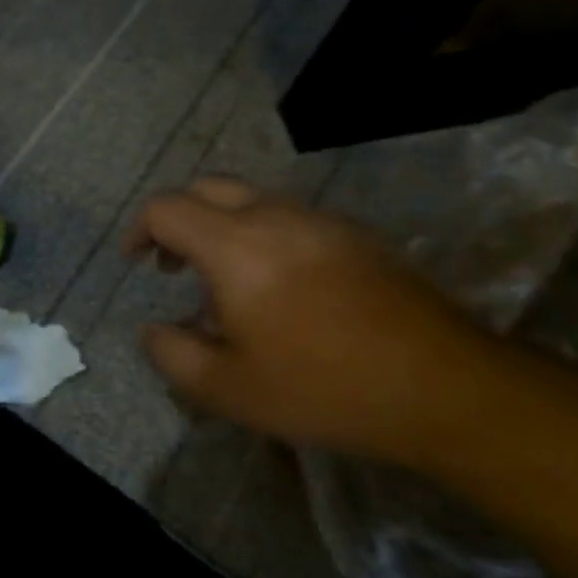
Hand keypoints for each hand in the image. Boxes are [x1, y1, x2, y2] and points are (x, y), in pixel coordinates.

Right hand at [124, 178, 514, 462]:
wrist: (441, 384)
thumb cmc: (323, 386)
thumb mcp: (229, 390)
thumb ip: (173, 355)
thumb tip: (153, 329)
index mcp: (234, 244)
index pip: (167, 208)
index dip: (140, 230)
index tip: (136, 262)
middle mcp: (274, 215)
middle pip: (207, 188)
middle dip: (178, 219)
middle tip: (174, 265)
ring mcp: (321, 219)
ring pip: (252, 200)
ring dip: (223, 228)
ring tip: (229, 287)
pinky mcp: (356, 234)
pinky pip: (292, 218)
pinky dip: (264, 237)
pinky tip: (283, 289)